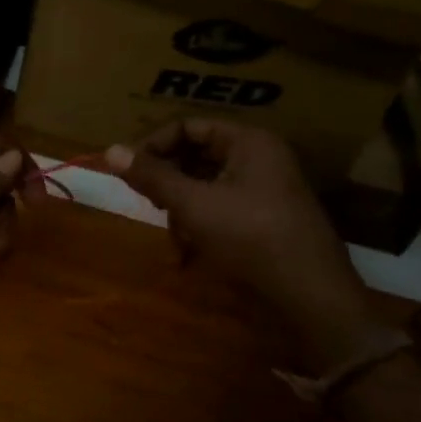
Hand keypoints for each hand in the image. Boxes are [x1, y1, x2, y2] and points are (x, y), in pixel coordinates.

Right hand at [105, 120, 380, 372]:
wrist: (310, 295)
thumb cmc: (250, 238)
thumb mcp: (193, 205)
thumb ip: (152, 177)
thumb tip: (110, 150)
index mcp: (248, 142)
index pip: (188, 126)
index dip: (153, 145)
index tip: (128, 172)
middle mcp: (258, 158)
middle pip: (195, 156)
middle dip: (168, 183)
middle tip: (150, 205)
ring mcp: (262, 190)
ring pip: (203, 187)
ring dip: (181, 210)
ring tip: (177, 239)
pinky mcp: (261, 220)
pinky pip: (218, 210)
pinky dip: (199, 227)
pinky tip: (190, 254)